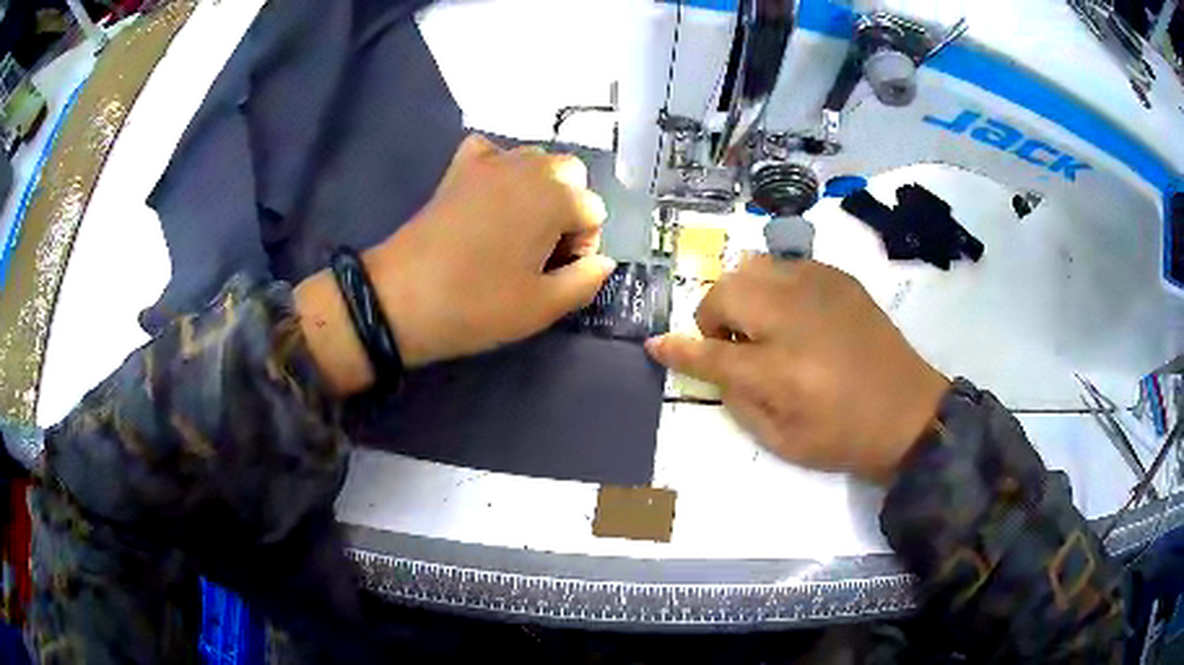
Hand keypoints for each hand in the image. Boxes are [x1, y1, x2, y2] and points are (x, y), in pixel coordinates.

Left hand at [366, 134, 615, 367]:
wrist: (401, 298)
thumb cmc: (477, 305)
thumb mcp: (542, 308)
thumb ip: (585, 282)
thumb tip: (604, 261)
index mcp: (555, 198)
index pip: (594, 212)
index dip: (583, 246)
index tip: (557, 273)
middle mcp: (529, 168)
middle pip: (571, 174)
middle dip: (568, 206)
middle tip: (543, 248)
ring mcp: (490, 163)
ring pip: (536, 159)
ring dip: (540, 187)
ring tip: (518, 226)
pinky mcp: (459, 169)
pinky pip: (491, 152)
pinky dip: (499, 167)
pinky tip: (491, 195)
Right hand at [645, 257, 948, 483]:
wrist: (909, 412)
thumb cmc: (843, 437)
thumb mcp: (782, 441)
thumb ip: (737, 401)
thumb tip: (712, 367)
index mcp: (779, 371)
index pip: (709, 353)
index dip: (676, 349)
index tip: (655, 345)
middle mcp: (793, 318)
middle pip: (725, 292)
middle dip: (712, 317)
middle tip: (729, 345)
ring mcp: (818, 289)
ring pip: (751, 266)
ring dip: (740, 295)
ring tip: (759, 324)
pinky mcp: (838, 277)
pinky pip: (785, 264)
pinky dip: (773, 284)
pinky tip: (791, 312)